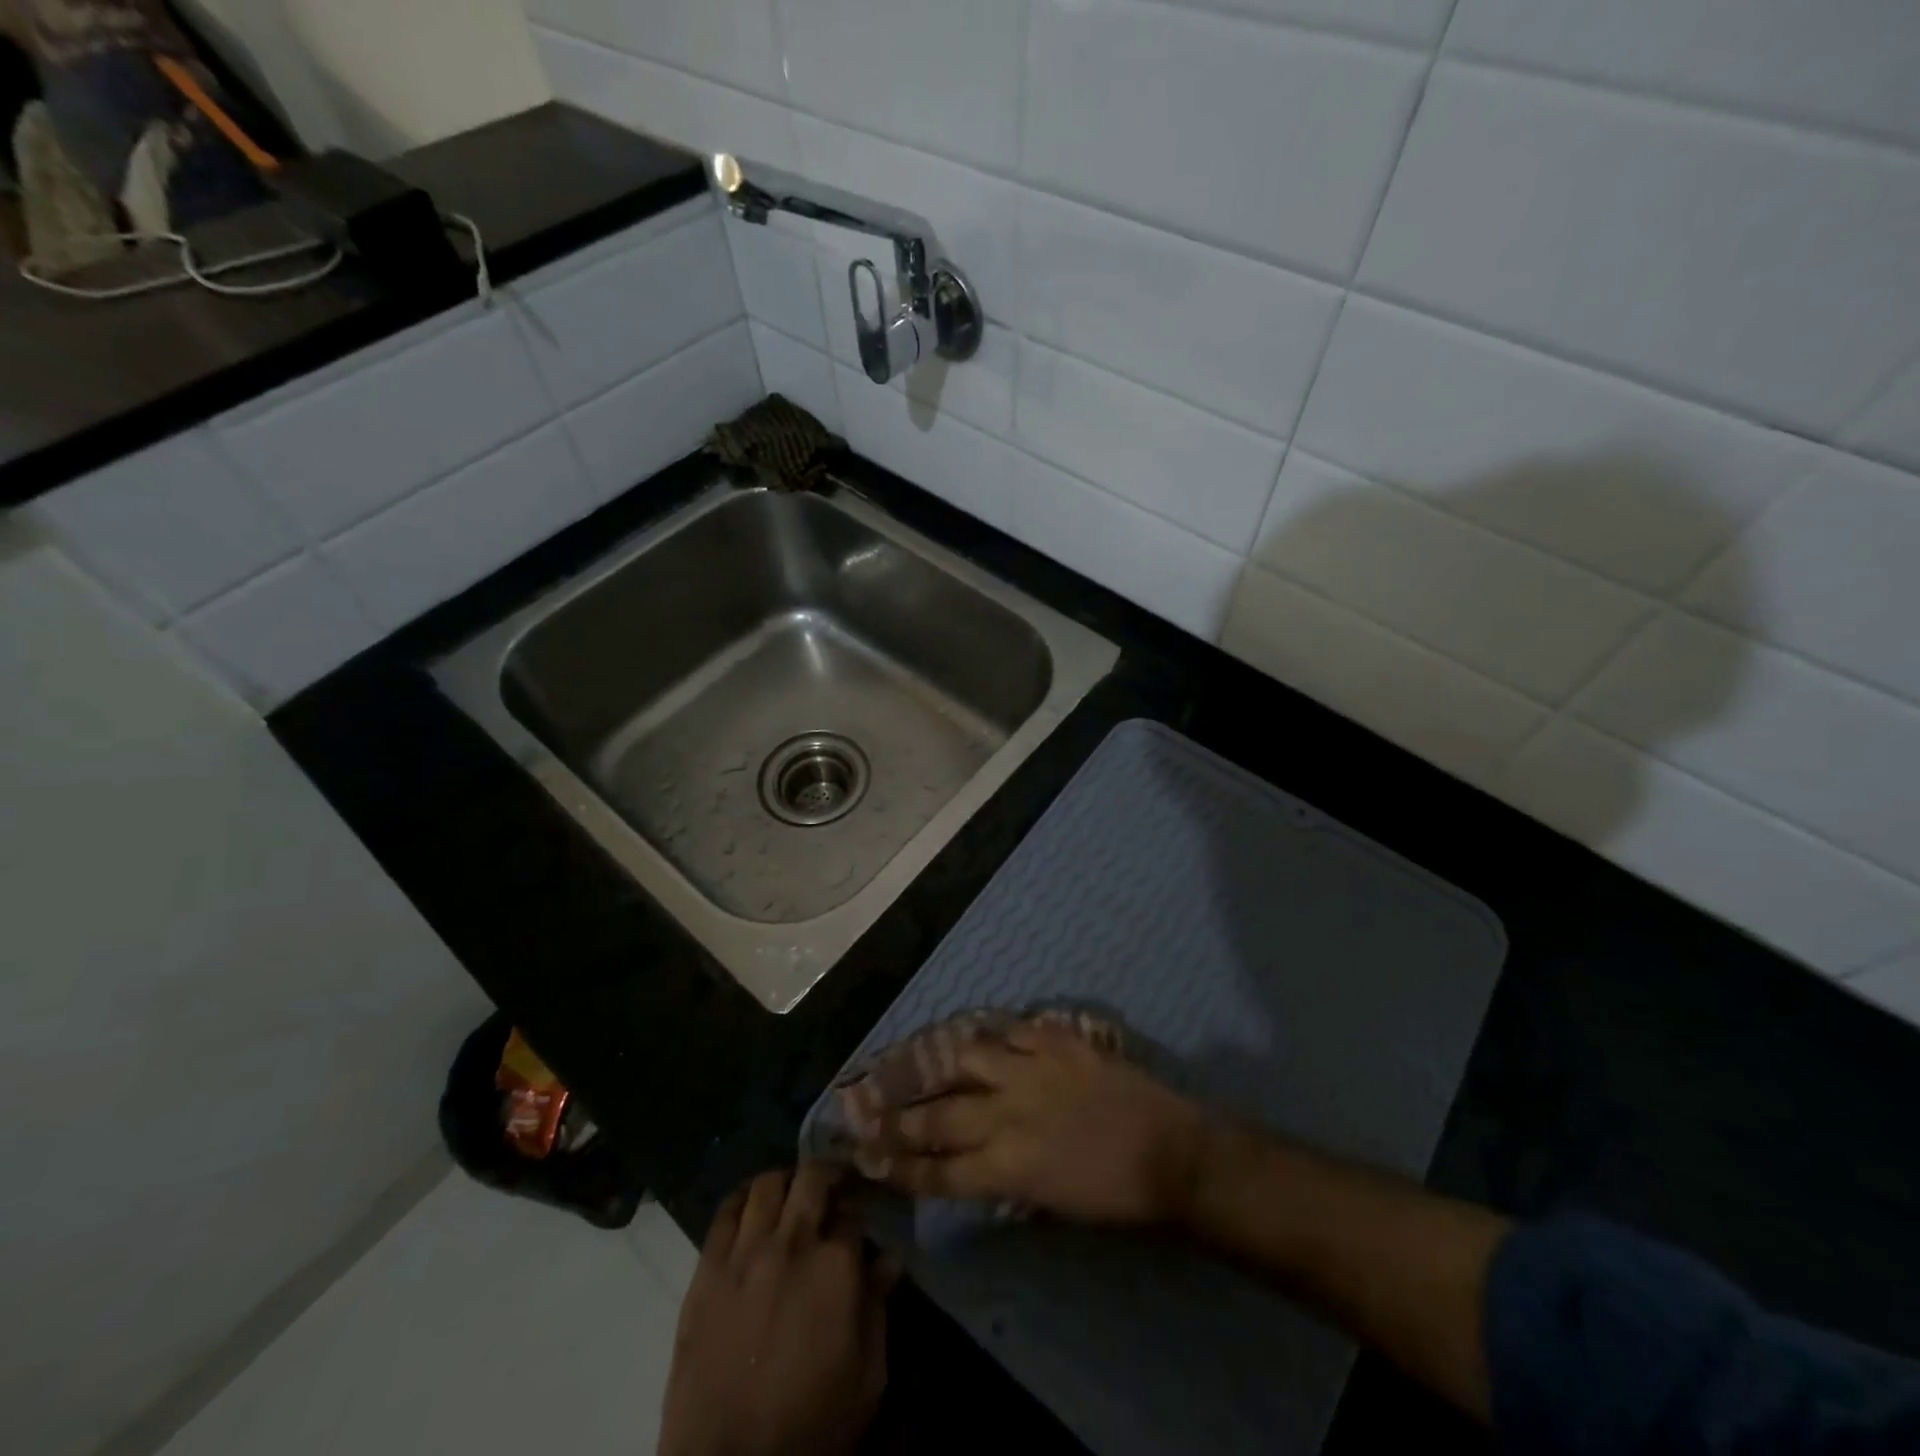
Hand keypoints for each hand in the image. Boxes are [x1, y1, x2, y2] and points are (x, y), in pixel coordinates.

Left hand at [658, 1165, 895, 1455]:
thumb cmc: (812, 1427)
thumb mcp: (867, 1379)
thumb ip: (878, 1309)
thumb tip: (889, 1259)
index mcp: (836, 1266)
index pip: (853, 1210)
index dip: (859, 1208)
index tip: (860, 1215)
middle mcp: (791, 1243)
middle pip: (812, 1177)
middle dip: (827, 1175)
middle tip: (831, 1190)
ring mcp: (744, 1254)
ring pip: (766, 1185)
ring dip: (784, 1183)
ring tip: (790, 1198)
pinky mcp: (706, 1272)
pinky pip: (723, 1214)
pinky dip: (741, 1200)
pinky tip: (750, 1208)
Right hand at [858, 1018, 1210, 1226]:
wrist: (1171, 1154)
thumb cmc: (1114, 1196)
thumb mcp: (1049, 1204)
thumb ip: (1003, 1178)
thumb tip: (971, 1161)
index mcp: (1008, 1169)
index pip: (936, 1172)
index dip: (897, 1166)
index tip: (866, 1156)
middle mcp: (1008, 1116)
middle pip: (938, 1116)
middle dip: (898, 1117)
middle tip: (865, 1108)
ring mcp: (1032, 1071)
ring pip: (968, 1057)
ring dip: (948, 1062)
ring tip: (934, 1061)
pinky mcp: (1057, 1041)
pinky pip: (1013, 1029)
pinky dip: (998, 1034)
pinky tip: (991, 1035)